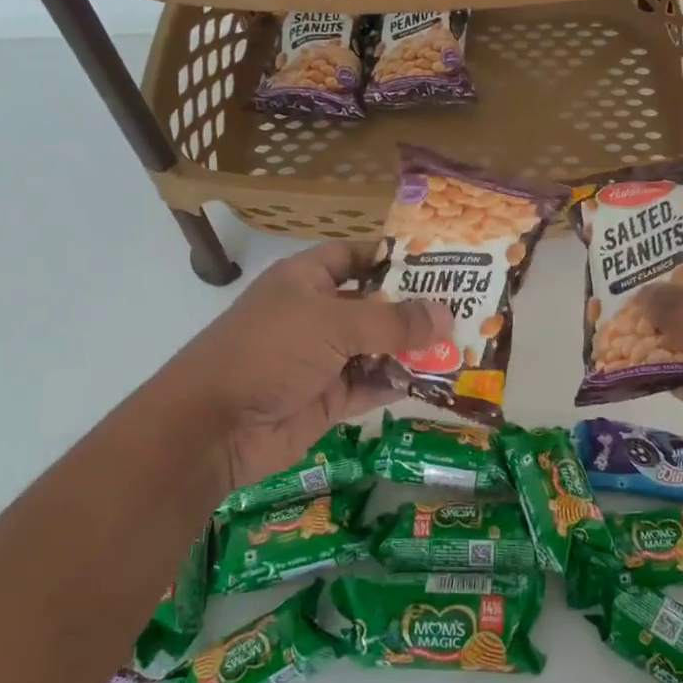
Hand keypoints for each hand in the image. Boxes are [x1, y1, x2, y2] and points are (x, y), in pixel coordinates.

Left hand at [169, 241, 448, 489]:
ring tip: (462, 345)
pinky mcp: (328, 398)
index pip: (355, 257)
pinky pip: (371, 385)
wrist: (215, 426)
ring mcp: (323, 359)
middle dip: (414, 308)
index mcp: (306, 280)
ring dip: (412, 349)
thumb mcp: (333, 325)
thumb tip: (446, 315)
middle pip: (373, 305)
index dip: (391, 257)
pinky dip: (398, 382)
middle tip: (466, 307)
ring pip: (377, 348)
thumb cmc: (270, 352)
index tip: (438, 262)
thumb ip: (392, 322)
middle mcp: (316, 315)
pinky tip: (434, 380)